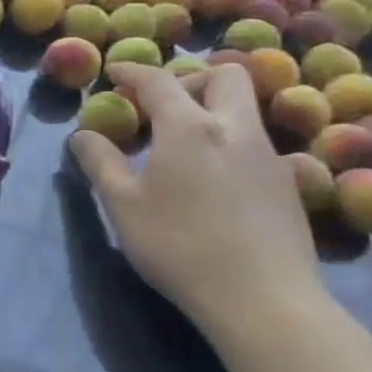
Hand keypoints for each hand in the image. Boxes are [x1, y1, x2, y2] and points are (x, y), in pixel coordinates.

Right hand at [69, 62, 321, 338]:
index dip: (133, 71)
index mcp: (189, 127)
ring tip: (183, 147)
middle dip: (190, 80)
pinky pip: (255, 145)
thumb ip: (100, 162)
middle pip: (225, 76)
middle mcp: (235, 129)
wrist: (263, 300)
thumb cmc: (179, 246)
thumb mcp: (122, 205)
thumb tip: (83, 135)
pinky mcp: (288, 186)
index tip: (115, 72)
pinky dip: (229, 145)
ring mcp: (269, 157)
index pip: (158, 80)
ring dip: (212, 111)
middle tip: (162, 107)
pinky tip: (213, 182)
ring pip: (244, 110)